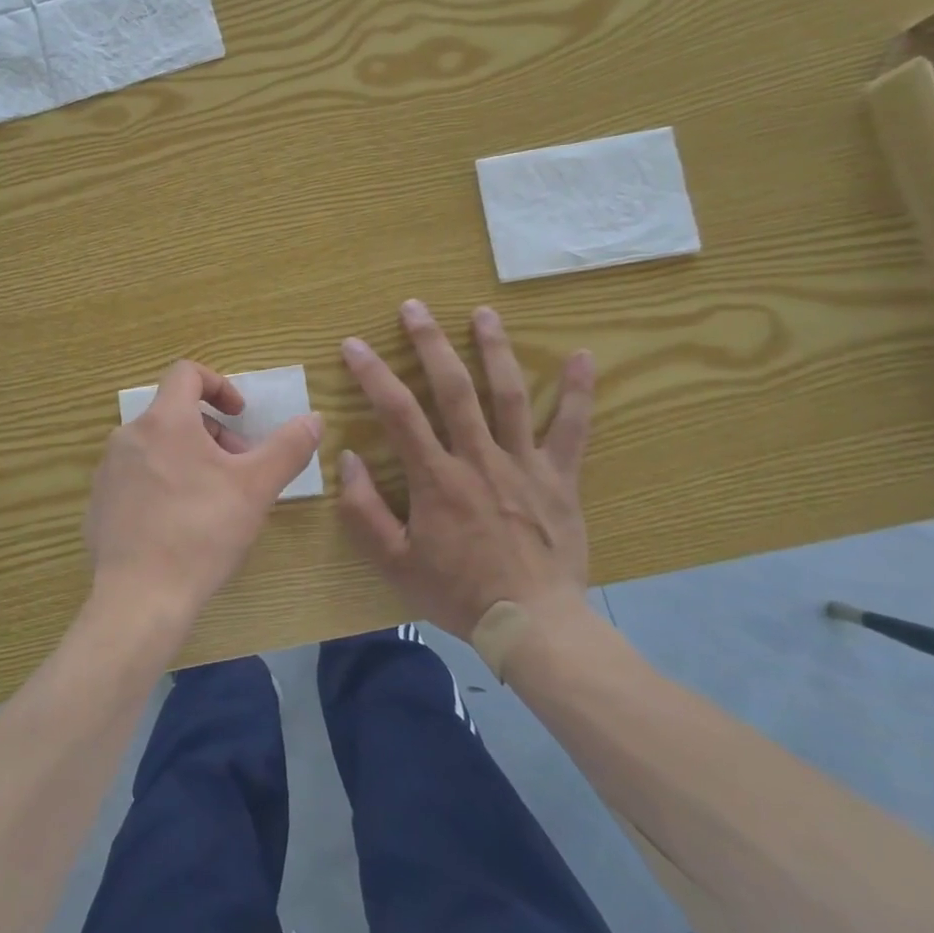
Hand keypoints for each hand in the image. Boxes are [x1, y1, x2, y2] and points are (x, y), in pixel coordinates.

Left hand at [85, 360, 322, 627]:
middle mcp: (128, 436)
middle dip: (211, 433)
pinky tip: (178, 525)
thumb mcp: (256, 488)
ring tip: (211, 499)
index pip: (186, 374)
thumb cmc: (202, 533)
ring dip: (187, 458)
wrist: (140, 598)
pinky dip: (161, 483)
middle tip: (237, 469)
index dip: (219, 385)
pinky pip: (135, 477)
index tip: (240, 416)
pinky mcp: (98, 503)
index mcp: (164, 421)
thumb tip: (314, 418)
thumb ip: (288, 447)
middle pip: (174, 414)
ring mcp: (108, 470)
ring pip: (155, 446)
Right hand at [337, 300, 593, 639]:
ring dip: (494, 350)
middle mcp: (479, 459)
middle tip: (414, 307)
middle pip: (453, 389)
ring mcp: (523, 465)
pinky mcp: (559, 478)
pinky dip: (578, 393)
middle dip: (430, 343)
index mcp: (436, 479)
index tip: (353, 344)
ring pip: (508, 395)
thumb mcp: (394, 562)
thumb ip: (364, 511)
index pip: (397, 413)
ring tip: (483, 313)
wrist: (533, 625)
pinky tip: (583, 357)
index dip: (372, 374)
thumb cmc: (458, 593)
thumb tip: (349, 458)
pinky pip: (571, 430)